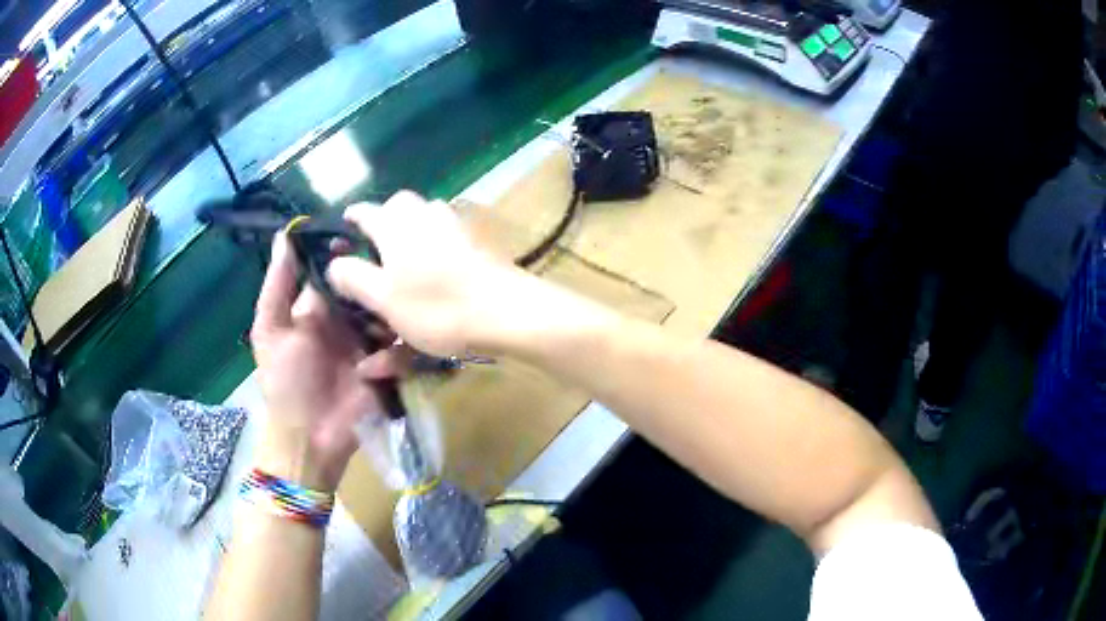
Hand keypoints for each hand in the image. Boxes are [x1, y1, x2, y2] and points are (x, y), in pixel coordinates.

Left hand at [250, 234, 394, 490]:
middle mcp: (348, 318)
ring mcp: (372, 343)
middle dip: (379, 284)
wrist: (309, 437)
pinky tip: (371, 370)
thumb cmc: (285, 381)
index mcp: (320, 306)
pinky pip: (405, 350)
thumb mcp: (271, 331)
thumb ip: (278, 285)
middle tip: (384, 282)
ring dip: (388, 324)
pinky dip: (392, 358)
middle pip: (372, 286)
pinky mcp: (390, 368)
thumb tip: (284, 235)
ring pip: (394, 315)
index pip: (340, 267)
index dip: (350, 250)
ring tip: (378, 336)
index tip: (361, 238)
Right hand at [326, 192, 533, 355]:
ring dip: (412, 226)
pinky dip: (436, 240)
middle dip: (384, 218)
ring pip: (426, 215)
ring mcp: (454, 225)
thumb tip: (335, 263)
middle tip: (376, 245)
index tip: (344, 227)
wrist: (505, 312)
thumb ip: (354, 278)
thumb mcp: (384, 298)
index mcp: (394, 226)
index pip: (364, 212)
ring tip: (404, 254)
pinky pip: (447, 233)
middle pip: (398, 205)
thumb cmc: (436, 307)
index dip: (351, 219)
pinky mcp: (476, 240)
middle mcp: (424, 215)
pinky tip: (437, 261)